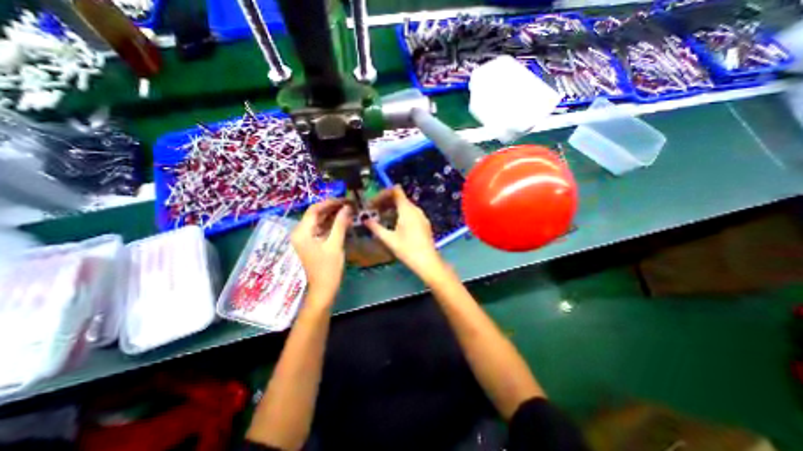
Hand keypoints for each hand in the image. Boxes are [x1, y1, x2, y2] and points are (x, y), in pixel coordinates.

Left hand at [288, 199, 351, 301]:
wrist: (324, 288)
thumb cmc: (328, 268)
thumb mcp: (335, 244)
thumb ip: (340, 224)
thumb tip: (347, 207)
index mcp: (302, 232)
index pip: (314, 210)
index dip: (329, 202)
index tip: (344, 199)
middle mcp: (300, 233)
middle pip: (316, 214)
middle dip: (332, 208)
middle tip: (349, 204)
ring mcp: (305, 238)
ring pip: (319, 221)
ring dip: (333, 215)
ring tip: (348, 210)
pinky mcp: (311, 243)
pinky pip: (321, 228)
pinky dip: (331, 224)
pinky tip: (343, 220)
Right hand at [365, 186, 444, 278]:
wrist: (427, 261)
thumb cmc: (407, 249)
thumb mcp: (389, 239)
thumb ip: (375, 227)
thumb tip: (365, 220)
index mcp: (407, 209)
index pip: (395, 190)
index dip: (383, 193)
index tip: (373, 202)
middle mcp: (415, 209)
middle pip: (399, 197)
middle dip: (385, 201)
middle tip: (373, 210)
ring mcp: (421, 216)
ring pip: (404, 205)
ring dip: (391, 208)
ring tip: (381, 217)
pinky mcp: (423, 222)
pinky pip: (410, 212)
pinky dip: (400, 213)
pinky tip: (393, 224)